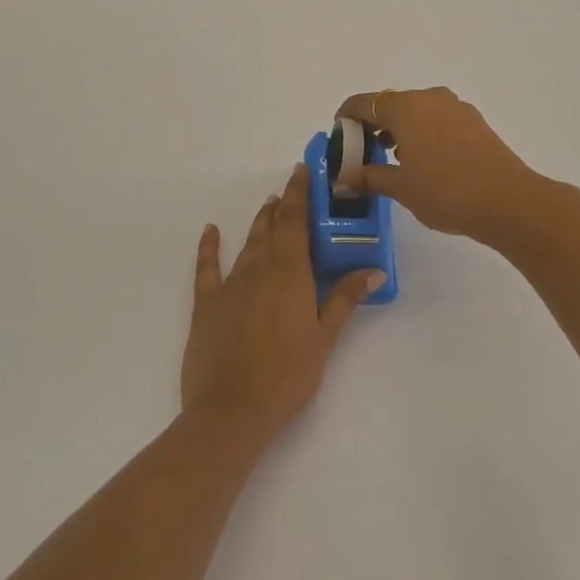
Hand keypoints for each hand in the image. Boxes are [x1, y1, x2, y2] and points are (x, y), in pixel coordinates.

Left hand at [182, 164, 384, 442]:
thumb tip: (373, 270)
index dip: (299, 193)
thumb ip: (344, 299)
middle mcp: (258, 268)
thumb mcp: (324, 338)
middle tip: (290, 188)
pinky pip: (207, 267)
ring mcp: (229, 285)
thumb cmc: (288, 374)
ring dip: (259, 223)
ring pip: (247, 243)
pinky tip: (211, 231)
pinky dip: (209, 247)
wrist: (233, 408)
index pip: (295, 221)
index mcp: (289, 273)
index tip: (302, 171)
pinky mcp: (206, 304)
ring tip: (268, 206)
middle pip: (271, 227)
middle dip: (282, 205)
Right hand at [334, 87, 561, 249]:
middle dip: (372, 127)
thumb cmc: (446, 191)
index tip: (339, 141)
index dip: (345, 120)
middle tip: (362, 156)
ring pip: (415, 112)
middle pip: (389, 105)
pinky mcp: (475, 123)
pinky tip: (423, 163)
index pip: (362, 103)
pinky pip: (437, 121)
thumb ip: (368, 177)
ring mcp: (456, 108)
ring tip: (392, 163)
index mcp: (405, 107)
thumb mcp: (400, 187)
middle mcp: (430, 98)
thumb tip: (343, 181)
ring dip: (398, 131)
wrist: (509, 202)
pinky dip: (422, 134)